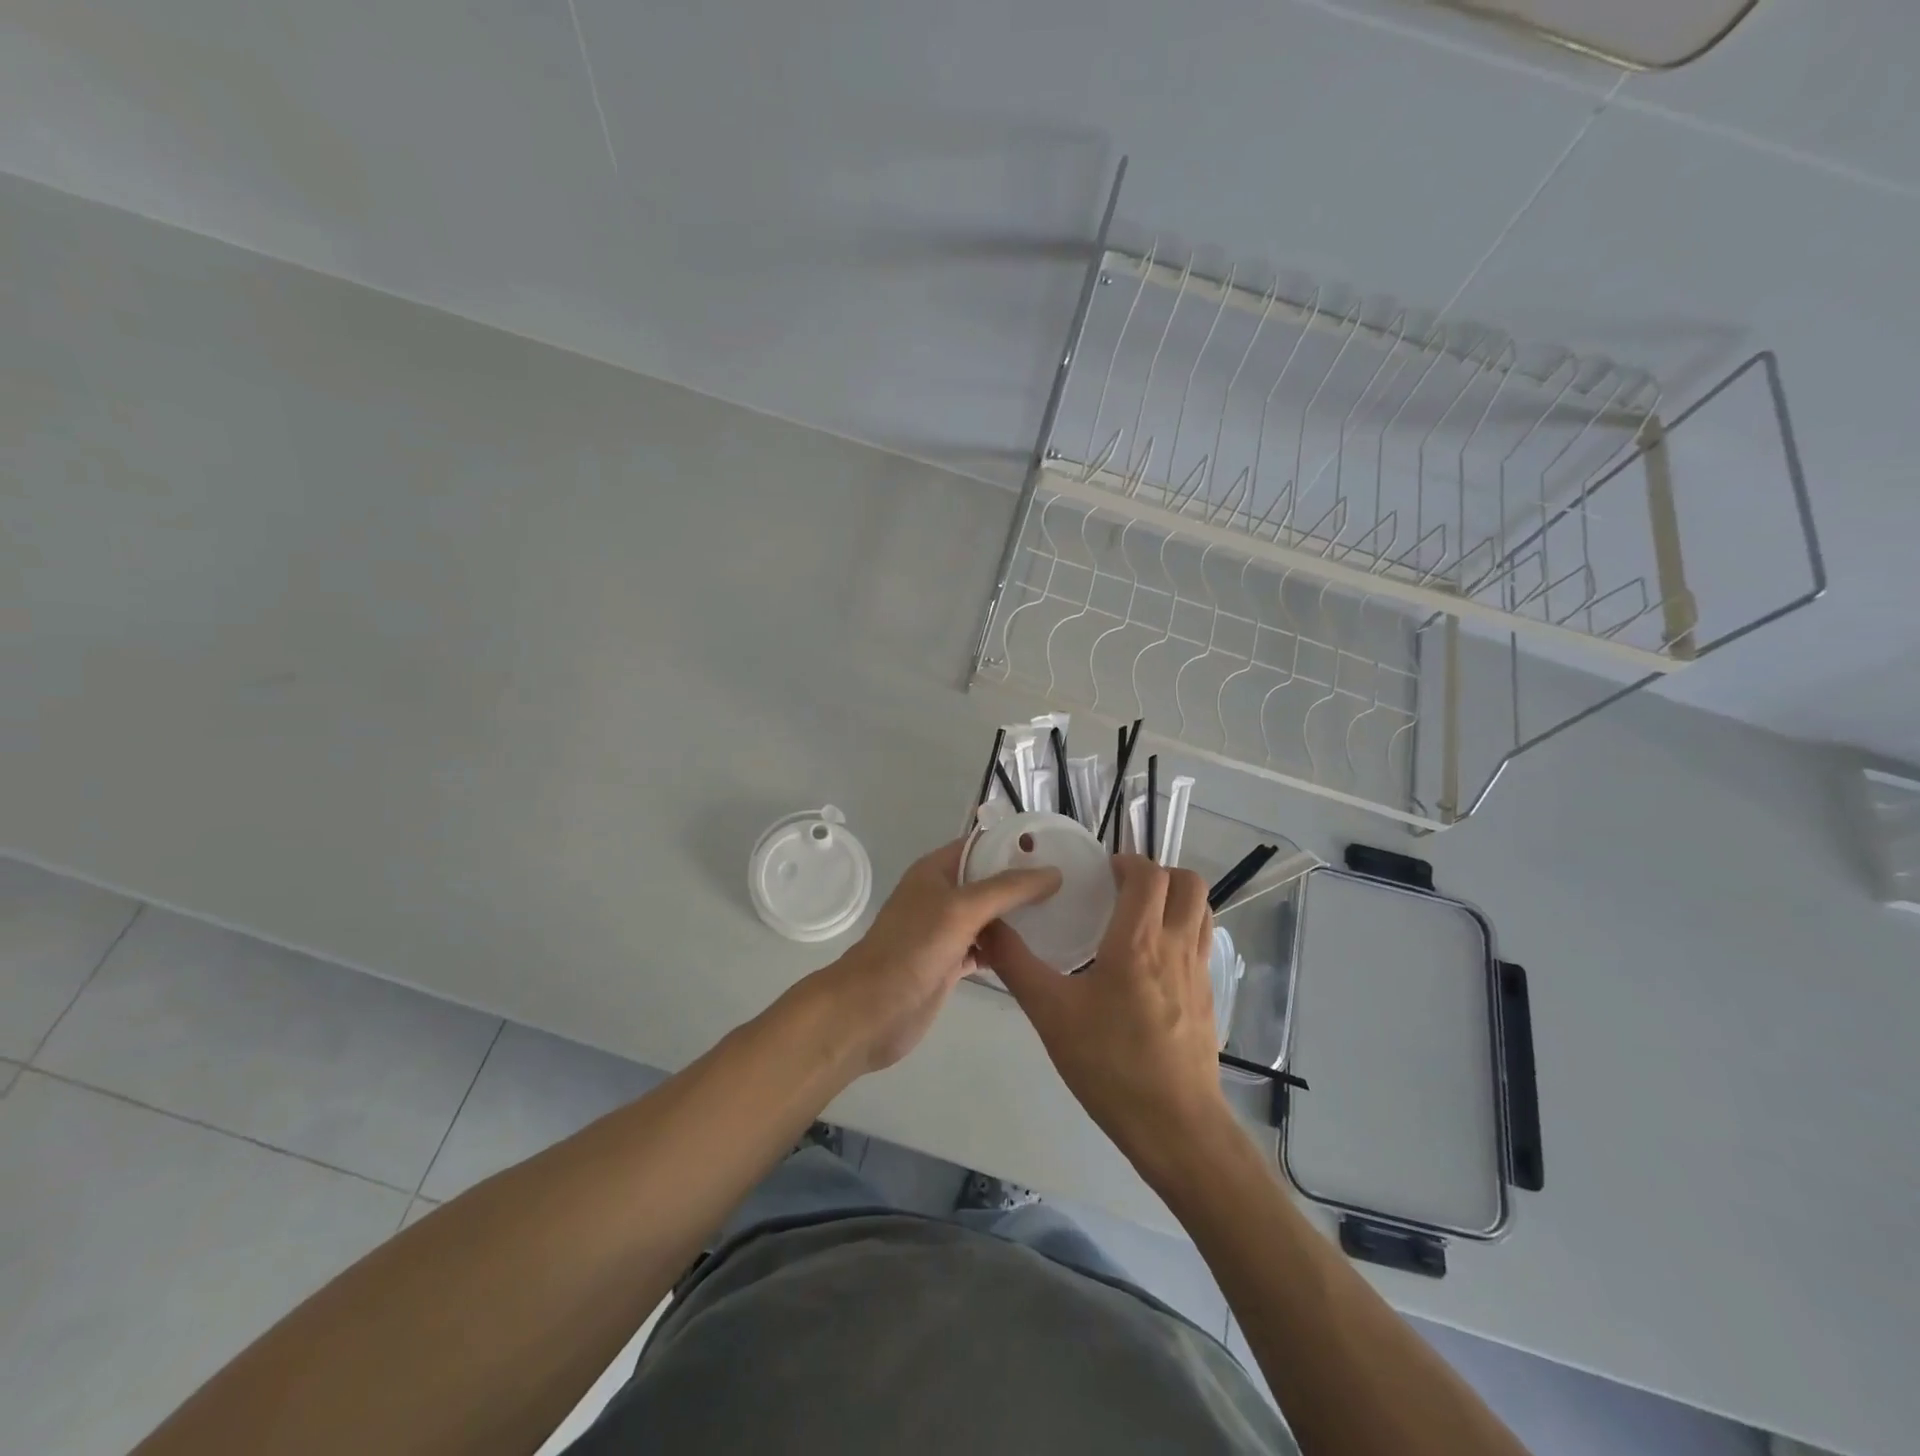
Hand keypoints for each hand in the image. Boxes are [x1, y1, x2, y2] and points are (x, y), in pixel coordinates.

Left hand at [812, 840, 1060, 1073]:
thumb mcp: (962, 909)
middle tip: (1070, 884)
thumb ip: (1008, 889)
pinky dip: (1008, 949)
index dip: (1014, 844)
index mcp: (936, 871)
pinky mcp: (951, 963)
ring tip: (1063, 913)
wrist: (872, 1010)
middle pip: (988, 881)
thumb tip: (1053, 872)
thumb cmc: (913, 948)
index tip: (1056, 848)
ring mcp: (946, 931)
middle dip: (1023, 882)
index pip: (980, 845)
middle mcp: (941, 896)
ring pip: (989, 917)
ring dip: (1018, 917)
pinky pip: (986, 949)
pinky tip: (1038, 951)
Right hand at [981, 855, 1227, 1170]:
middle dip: (1158, 872)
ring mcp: (1199, 972)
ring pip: (1202, 910)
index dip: (1128, 861)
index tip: (1102, 872)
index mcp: (1138, 941)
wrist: (1175, 1127)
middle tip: (1123, 888)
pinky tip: (1152, 961)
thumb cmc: (1110, 1064)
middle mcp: (1175, 946)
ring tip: (1140, 916)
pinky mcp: (1208, 998)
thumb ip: (1017, 965)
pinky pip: (1202, 943)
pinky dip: (1183, 930)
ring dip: (1176, 898)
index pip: (1149, 875)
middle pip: (1188, 883)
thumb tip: (987, 926)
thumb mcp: (1050, 1013)